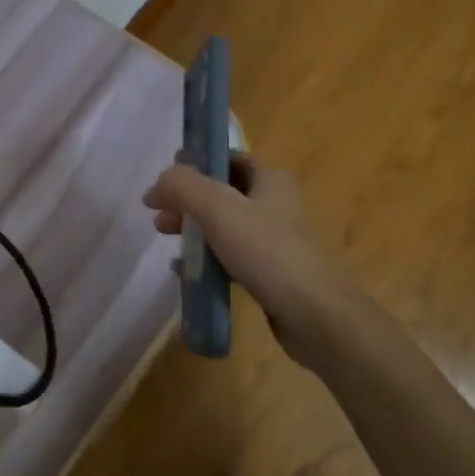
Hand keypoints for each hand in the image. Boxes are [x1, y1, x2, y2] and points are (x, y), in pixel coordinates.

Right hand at [143, 154, 358, 371]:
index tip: (165, 180)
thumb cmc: (268, 253)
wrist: (318, 317)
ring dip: (196, 232)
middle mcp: (277, 204)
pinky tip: (188, 274)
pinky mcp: (274, 273)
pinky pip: (233, 258)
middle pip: (223, 194)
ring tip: (169, 244)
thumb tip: (156, 186)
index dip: (195, 164)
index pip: (228, 158)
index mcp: (271, 180)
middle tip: (160, 218)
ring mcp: (277, 241)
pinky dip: (209, 260)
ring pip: (226, 227)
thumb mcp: (218, 208)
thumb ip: (182, 187)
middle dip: (188, 203)